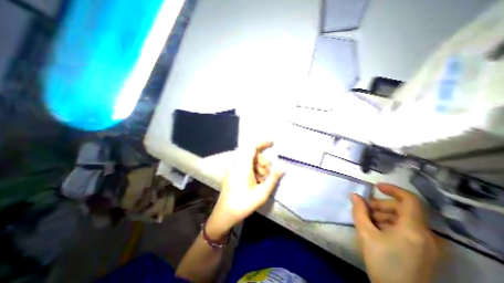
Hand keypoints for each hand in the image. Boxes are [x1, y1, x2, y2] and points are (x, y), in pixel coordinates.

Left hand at [205, 142, 282, 238]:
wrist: (225, 214)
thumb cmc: (244, 204)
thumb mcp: (262, 192)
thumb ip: (273, 178)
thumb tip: (282, 167)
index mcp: (242, 166)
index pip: (252, 147)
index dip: (263, 143)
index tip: (272, 144)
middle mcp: (236, 163)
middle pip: (253, 154)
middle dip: (263, 162)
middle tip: (268, 175)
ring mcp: (233, 167)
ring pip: (250, 160)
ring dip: (259, 167)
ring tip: (262, 181)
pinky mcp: (233, 171)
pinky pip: (246, 164)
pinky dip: (254, 169)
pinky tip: (257, 181)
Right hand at [352, 183, 438, 282]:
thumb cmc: (382, 263)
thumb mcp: (366, 234)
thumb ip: (359, 211)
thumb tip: (354, 195)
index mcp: (414, 230)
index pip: (410, 200)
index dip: (393, 189)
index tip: (376, 186)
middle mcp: (428, 235)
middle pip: (404, 209)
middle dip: (382, 206)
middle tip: (365, 210)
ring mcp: (429, 245)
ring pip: (404, 219)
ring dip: (384, 216)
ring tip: (368, 222)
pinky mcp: (426, 251)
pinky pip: (408, 229)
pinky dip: (391, 225)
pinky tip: (378, 231)